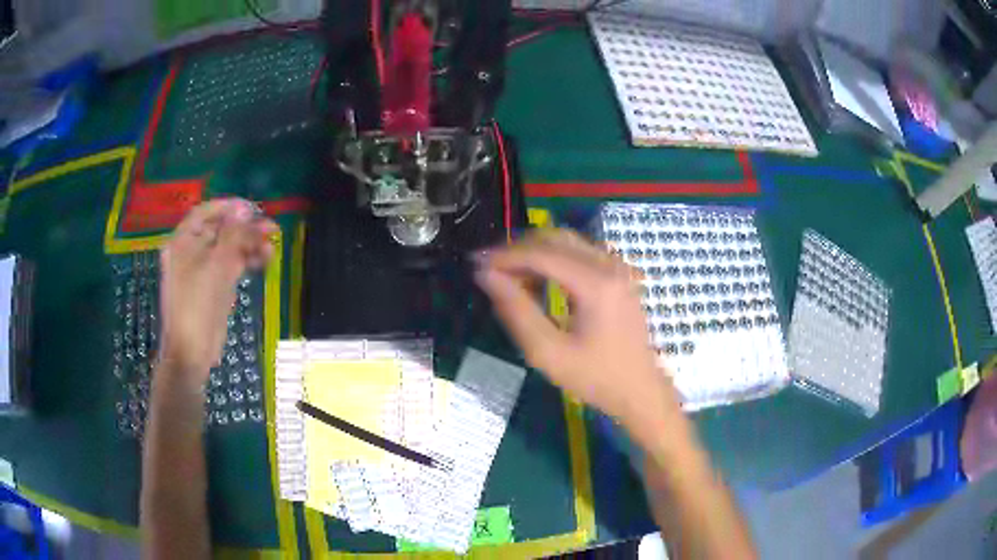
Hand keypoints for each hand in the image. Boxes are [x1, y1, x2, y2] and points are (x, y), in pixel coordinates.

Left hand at [157, 199, 277, 387]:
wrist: (192, 351)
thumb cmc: (197, 305)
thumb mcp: (216, 266)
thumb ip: (232, 235)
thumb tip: (245, 210)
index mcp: (182, 241)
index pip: (205, 213)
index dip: (228, 207)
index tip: (252, 209)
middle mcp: (190, 251)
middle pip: (220, 230)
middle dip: (245, 229)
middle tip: (271, 229)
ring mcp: (202, 270)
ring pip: (228, 249)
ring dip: (249, 246)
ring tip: (271, 248)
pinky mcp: (213, 286)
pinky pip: (230, 266)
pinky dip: (246, 262)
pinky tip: (264, 261)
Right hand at [475, 229, 681, 433]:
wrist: (640, 390)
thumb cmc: (595, 378)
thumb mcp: (548, 352)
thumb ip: (516, 311)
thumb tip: (486, 276)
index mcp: (595, 283)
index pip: (542, 253)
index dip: (505, 255)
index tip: (476, 263)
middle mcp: (609, 265)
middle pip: (555, 238)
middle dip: (519, 249)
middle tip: (491, 269)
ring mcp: (618, 267)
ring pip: (568, 242)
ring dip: (536, 252)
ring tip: (509, 276)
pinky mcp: (619, 275)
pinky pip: (580, 253)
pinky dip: (554, 259)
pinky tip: (538, 280)